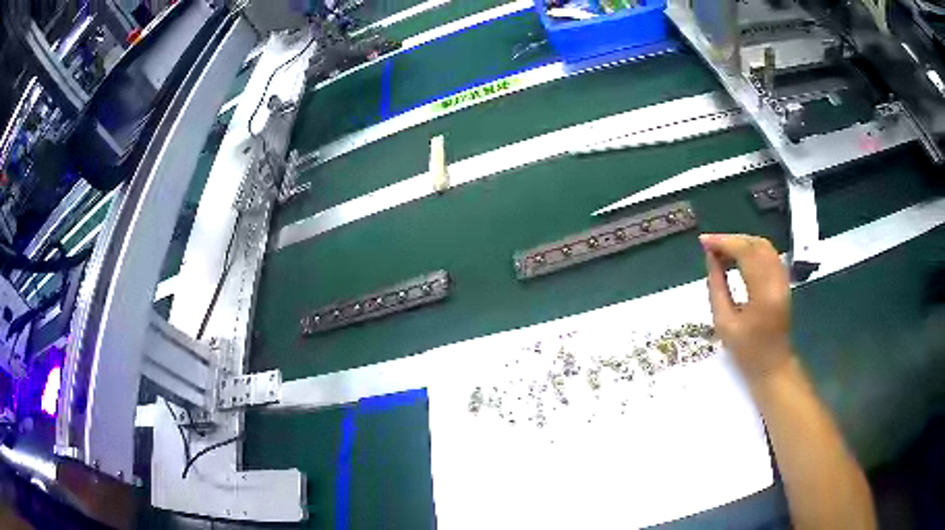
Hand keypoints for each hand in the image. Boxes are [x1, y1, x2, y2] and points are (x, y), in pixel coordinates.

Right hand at [700, 234, 793, 382]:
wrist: (773, 367)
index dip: (723, 243)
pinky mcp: (784, 282)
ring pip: (764, 247)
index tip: (703, 242)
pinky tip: (738, 258)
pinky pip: (769, 255)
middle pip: (756, 245)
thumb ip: (717, 287)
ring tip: (722, 251)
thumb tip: (710, 258)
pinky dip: (752, 250)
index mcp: (763, 294)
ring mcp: (783, 280)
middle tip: (710, 246)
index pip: (745, 253)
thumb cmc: (747, 352)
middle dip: (732, 240)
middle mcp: (777, 281)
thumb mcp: (724, 324)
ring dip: (742, 243)